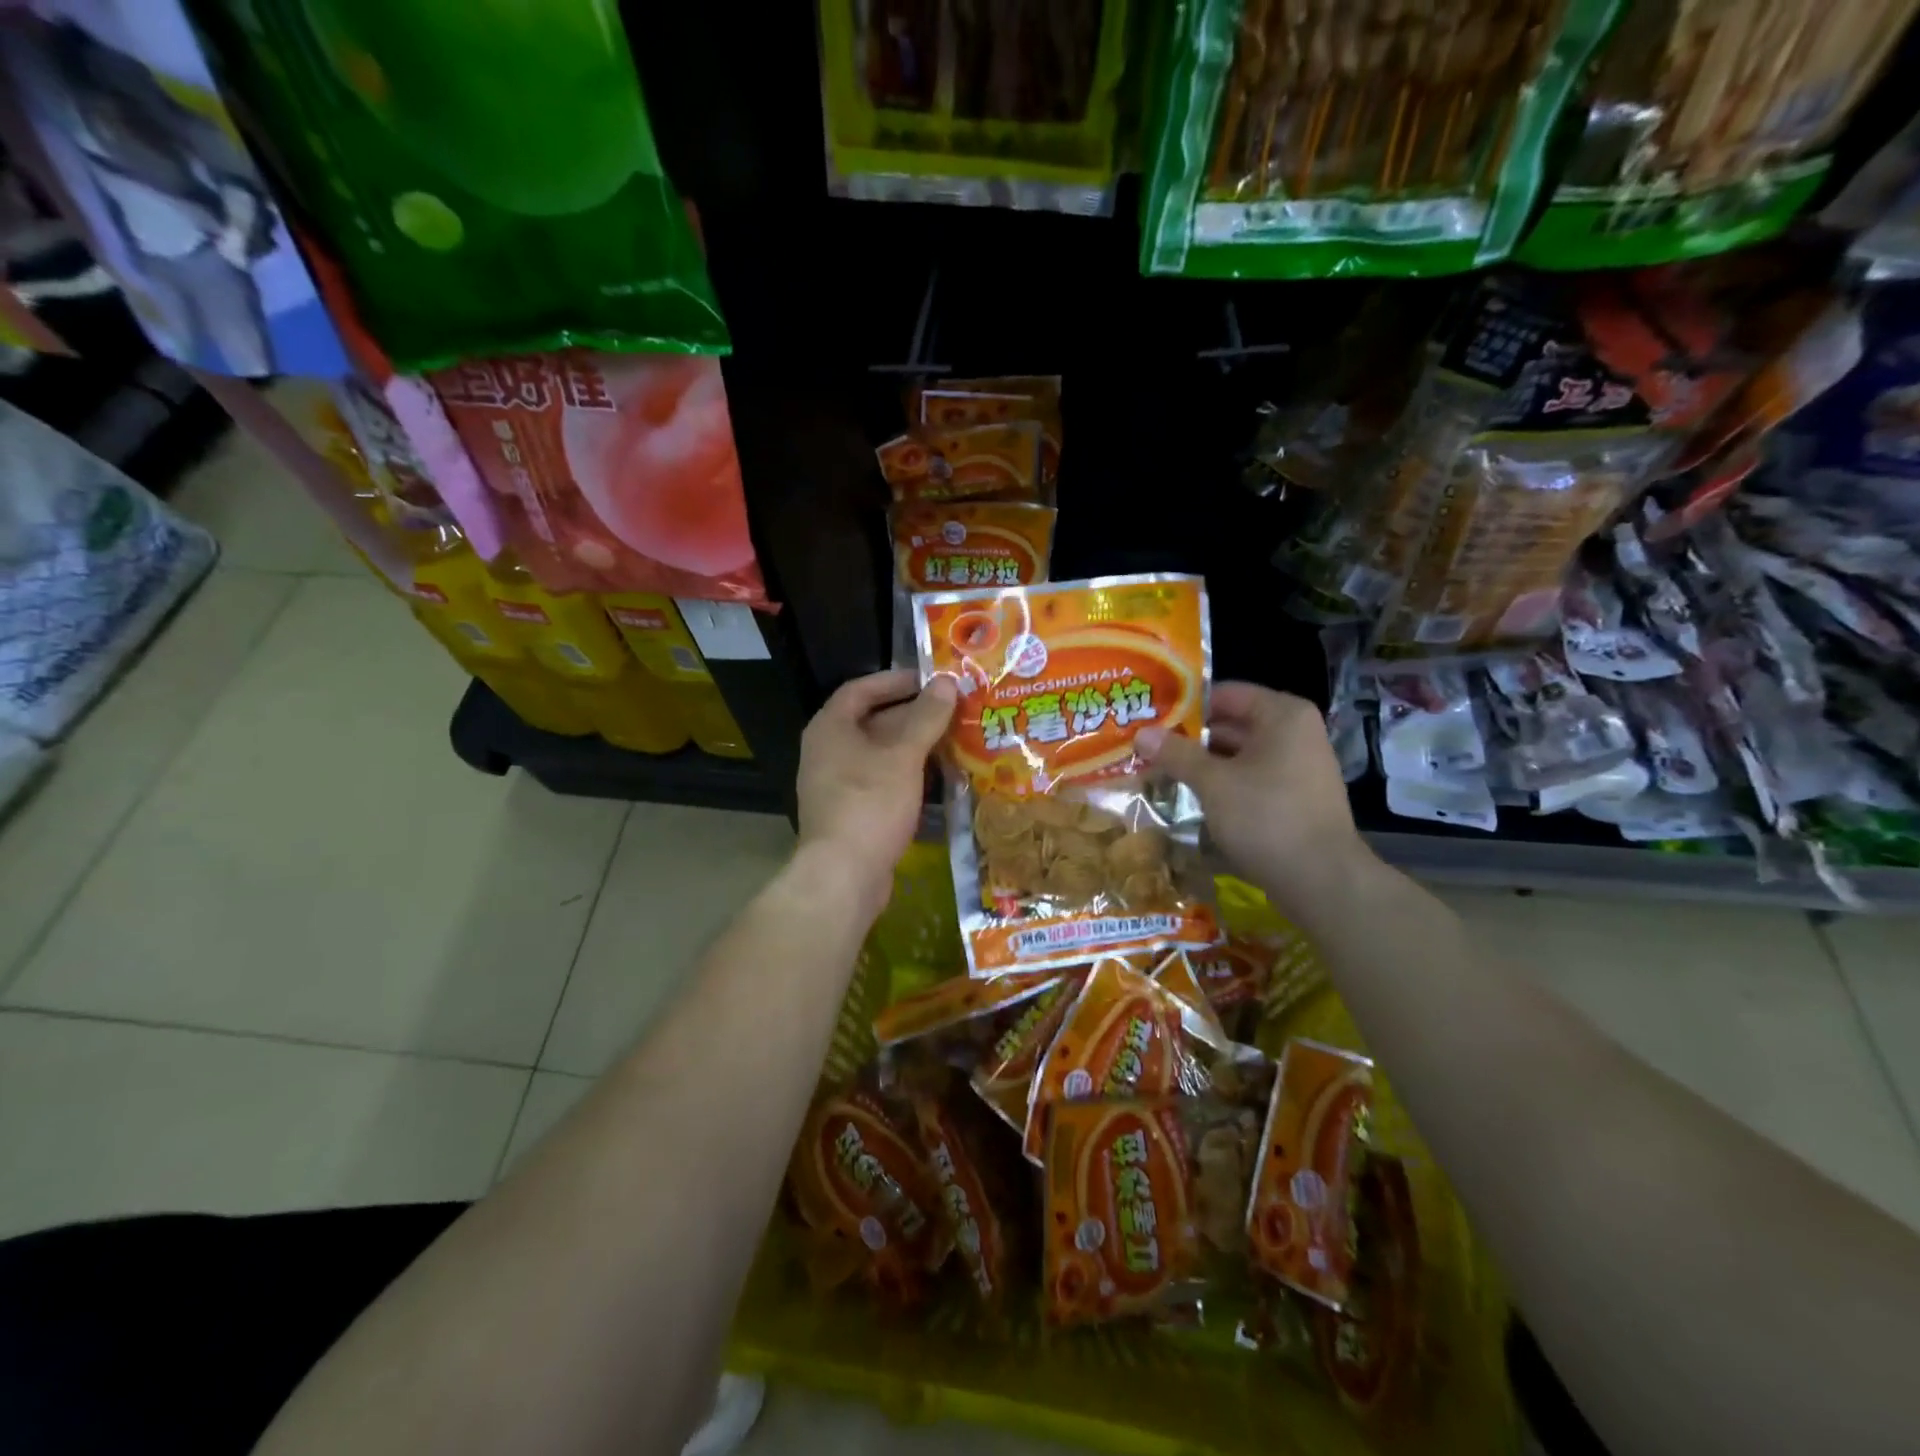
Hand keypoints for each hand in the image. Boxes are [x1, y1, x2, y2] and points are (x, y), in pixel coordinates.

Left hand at [795, 669, 956, 913]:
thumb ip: (926, 717)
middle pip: (872, 721)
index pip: (861, 689)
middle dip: (912, 714)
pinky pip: (880, 780)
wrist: (844, 875)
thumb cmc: (870, 804)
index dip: (896, 680)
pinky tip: (937, 777)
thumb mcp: (903, 755)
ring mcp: (837, 784)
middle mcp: (827, 751)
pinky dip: (907, 773)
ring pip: (879, 754)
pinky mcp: (850, 812)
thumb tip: (948, 683)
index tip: (931, 680)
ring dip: (913, 745)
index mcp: (830, 728)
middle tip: (952, 710)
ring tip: (953, 739)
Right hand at [1137, 682, 1375, 920]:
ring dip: (1204, 763)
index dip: (1185, 705)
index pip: (1225, 693)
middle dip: (1191, 737)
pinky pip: (1252, 778)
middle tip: (1148, 746)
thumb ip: (1176, 754)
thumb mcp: (1213, 782)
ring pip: (1240, 754)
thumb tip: (1141, 734)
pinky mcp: (1296, 797)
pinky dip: (1224, 783)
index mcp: (1282, 715)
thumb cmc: (1266, 817)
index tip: (1151, 717)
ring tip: (1161, 771)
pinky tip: (1193, 796)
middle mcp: (1296, 733)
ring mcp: (1300, 766)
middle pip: (1233, 723)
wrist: (1322, 880)